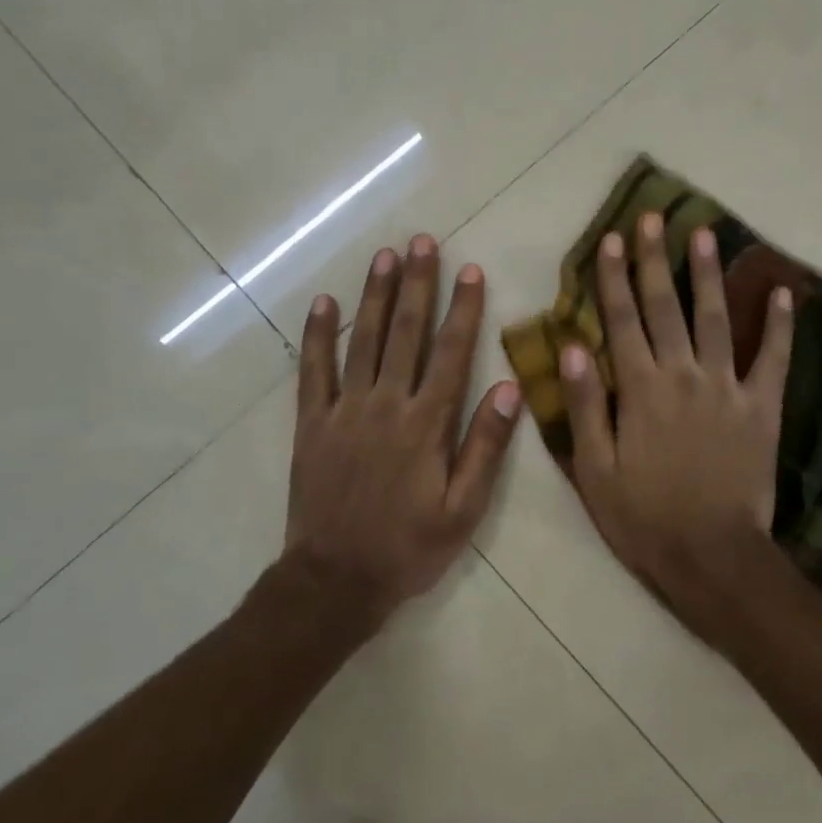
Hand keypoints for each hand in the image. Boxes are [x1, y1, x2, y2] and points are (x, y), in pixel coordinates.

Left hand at [285, 235, 521, 622]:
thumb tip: (508, 388)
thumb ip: (485, 447)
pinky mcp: (312, 424)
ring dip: (375, 296)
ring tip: (385, 256)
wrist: (335, 580)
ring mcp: (345, 411)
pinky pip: (314, 371)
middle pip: (405, 333)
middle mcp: (386, 405)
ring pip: (362, 341)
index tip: (470, 270)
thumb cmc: (408, 548)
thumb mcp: (463, 510)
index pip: (451, 353)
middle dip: (417, 285)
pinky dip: (317, 335)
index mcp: (427, 424)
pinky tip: (324, 303)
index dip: (463, 309)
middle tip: (422, 242)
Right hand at [560, 212, 799, 640]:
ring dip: (708, 275)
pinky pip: (774, 359)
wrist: (711, 555)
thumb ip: (585, 405)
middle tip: (652, 218)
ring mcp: (728, 388)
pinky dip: (780, 325)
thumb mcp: (594, 470)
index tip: (610, 239)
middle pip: (666, 307)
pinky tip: (783, 293)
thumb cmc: (643, 518)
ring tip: (705, 233)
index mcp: (640, 390)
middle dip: (655, 260)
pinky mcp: (763, 408)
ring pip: (717, 319)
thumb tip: (572, 347)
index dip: (613, 278)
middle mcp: (683, 375)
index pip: (622, 321)